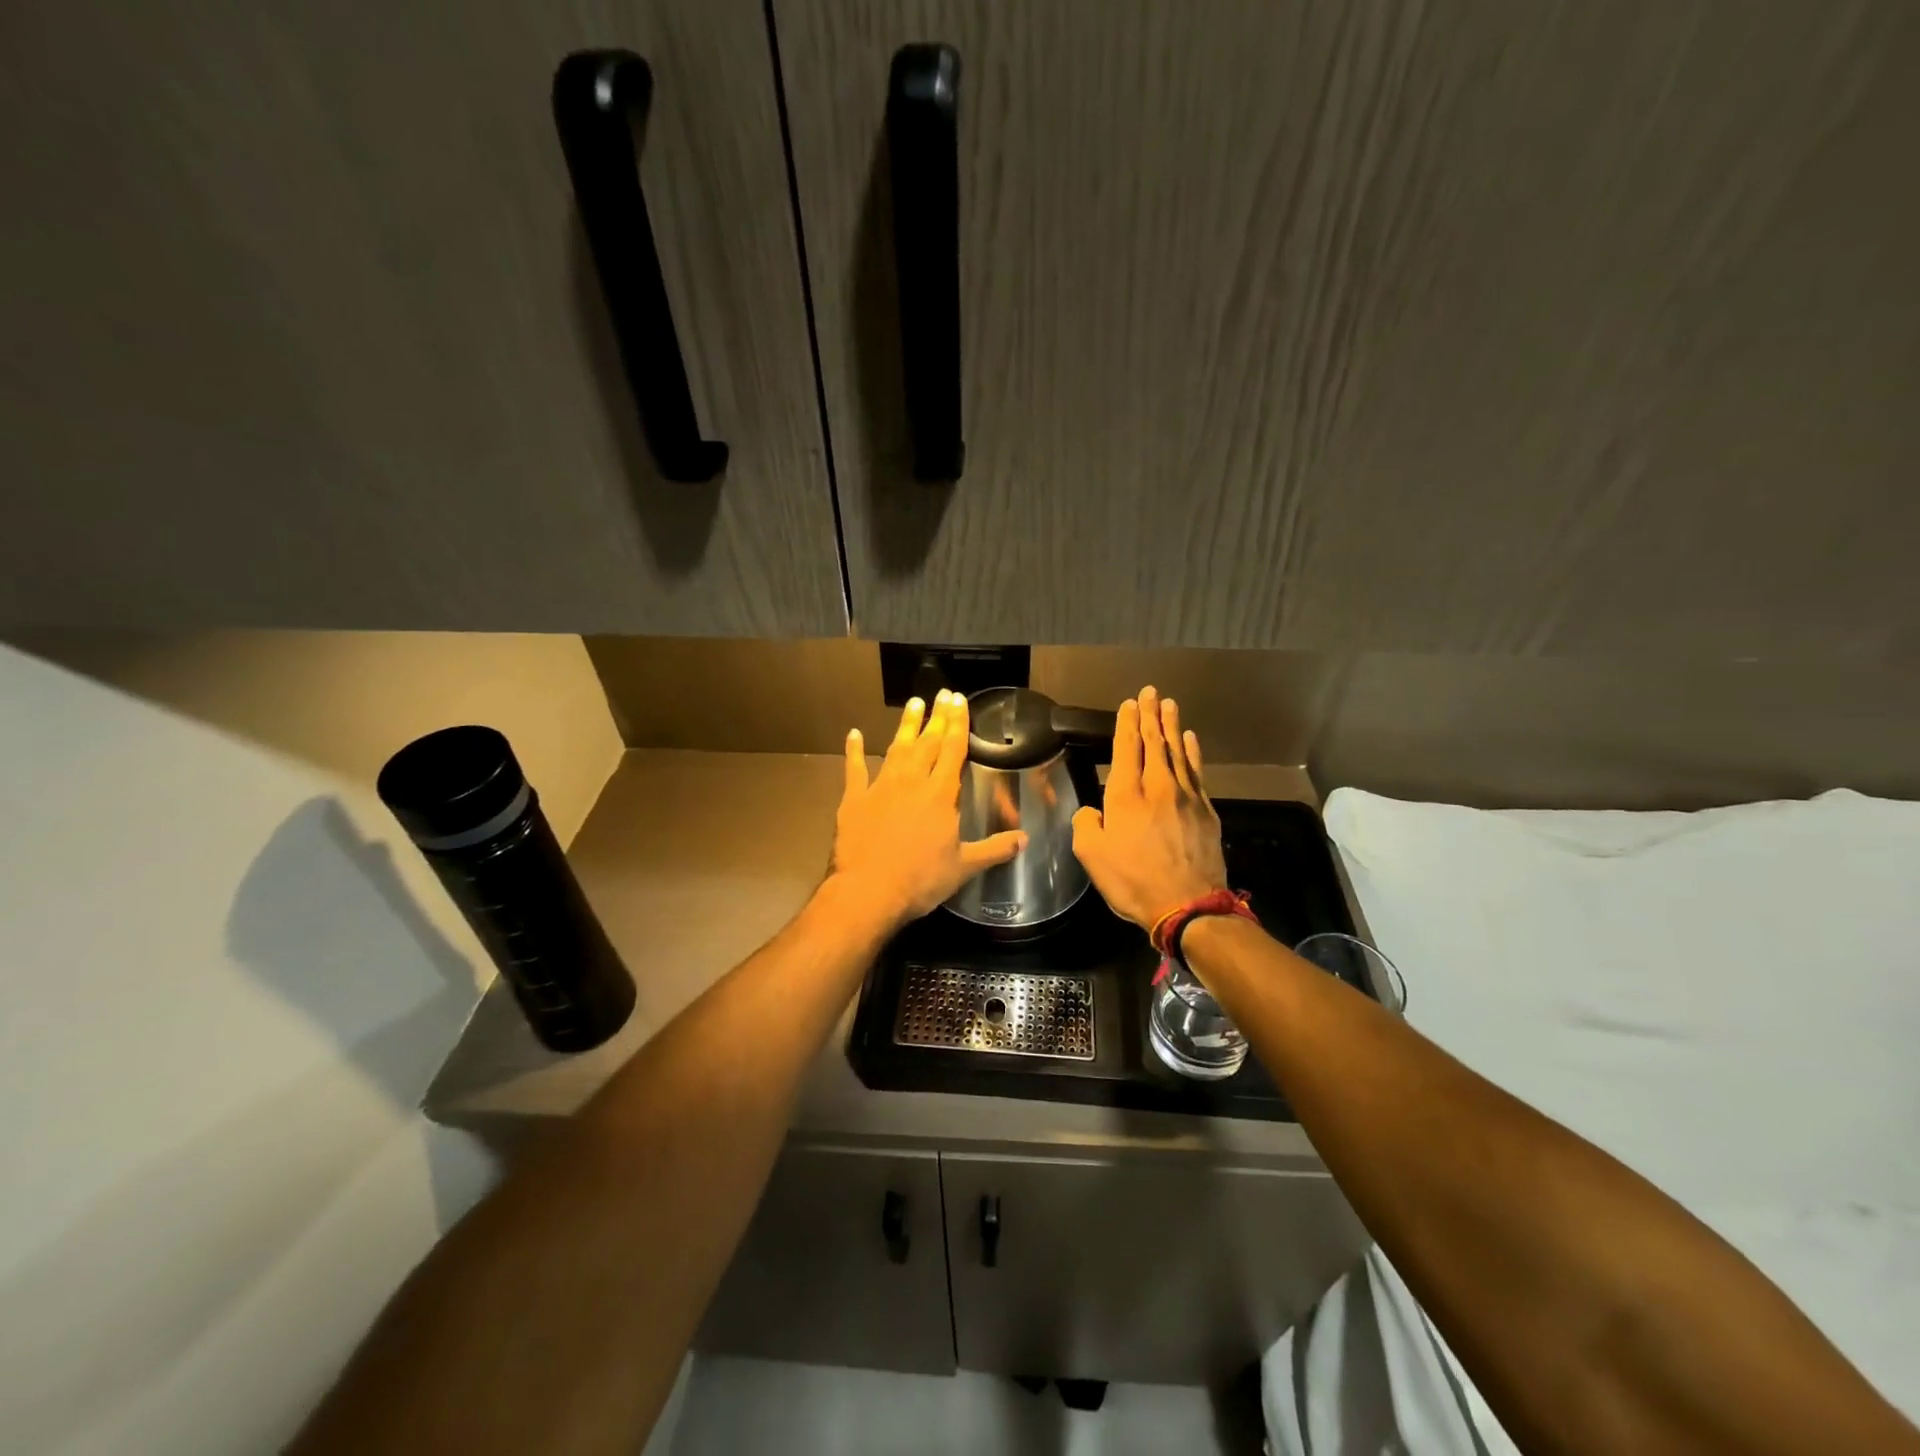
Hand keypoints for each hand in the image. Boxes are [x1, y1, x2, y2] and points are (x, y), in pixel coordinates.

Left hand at [827, 690, 1026, 928]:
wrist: (867, 891)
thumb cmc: (920, 880)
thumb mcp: (963, 867)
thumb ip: (994, 850)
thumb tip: (1025, 839)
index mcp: (940, 795)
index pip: (953, 750)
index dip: (958, 724)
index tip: (960, 700)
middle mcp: (912, 781)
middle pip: (927, 742)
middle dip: (937, 717)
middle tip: (943, 693)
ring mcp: (880, 787)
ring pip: (897, 748)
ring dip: (906, 725)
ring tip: (914, 703)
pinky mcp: (854, 799)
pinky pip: (855, 768)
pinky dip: (854, 751)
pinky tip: (853, 734)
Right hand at [1071, 685, 1227, 931]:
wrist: (1188, 905)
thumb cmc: (1133, 881)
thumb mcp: (1091, 856)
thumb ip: (1086, 825)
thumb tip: (1092, 812)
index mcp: (1125, 795)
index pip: (1125, 749)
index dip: (1126, 725)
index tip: (1129, 704)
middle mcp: (1156, 787)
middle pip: (1153, 742)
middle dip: (1150, 715)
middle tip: (1151, 692)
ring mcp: (1185, 797)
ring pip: (1177, 752)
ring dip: (1172, 726)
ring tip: (1169, 705)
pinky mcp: (1206, 811)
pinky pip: (1197, 771)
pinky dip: (1192, 752)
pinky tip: (1190, 739)